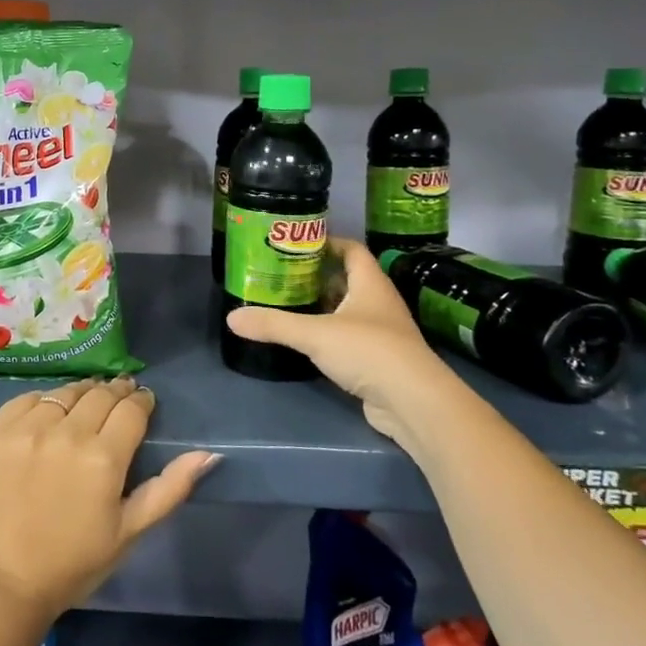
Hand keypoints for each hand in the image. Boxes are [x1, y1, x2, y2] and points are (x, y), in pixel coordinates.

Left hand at [0, 377, 217, 624]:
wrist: (4, 580)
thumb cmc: (74, 562)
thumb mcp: (130, 531)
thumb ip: (170, 488)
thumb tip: (209, 454)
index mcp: (103, 458)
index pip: (131, 409)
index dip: (142, 401)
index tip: (144, 402)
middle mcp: (66, 432)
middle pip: (100, 394)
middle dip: (117, 392)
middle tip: (121, 398)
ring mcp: (28, 428)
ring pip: (66, 392)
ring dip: (83, 393)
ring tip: (88, 403)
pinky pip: (29, 398)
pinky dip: (45, 402)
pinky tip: (51, 415)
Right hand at [225, 238, 457, 446]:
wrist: (414, 403)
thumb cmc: (369, 351)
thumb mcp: (315, 334)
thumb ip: (274, 324)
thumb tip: (232, 318)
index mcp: (371, 283)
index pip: (352, 249)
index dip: (327, 242)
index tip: (296, 243)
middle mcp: (379, 302)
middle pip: (348, 278)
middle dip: (317, 274)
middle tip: (282, 273)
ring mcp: (382, 332)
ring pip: (348, 309)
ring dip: (323, 305)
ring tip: (288, 302)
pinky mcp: (379, 359)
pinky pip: (350, 336)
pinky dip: (329, 333)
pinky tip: (307, 339)